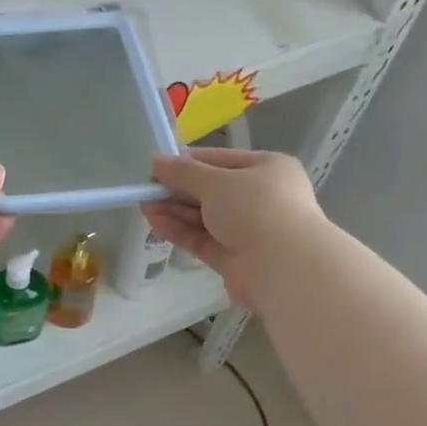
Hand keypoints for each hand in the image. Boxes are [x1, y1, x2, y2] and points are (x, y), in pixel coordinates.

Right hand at [142, 148, 323, 308]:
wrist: (282, 265)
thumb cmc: (255, 207)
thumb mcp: (216, 182)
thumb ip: (183, 173)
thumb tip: (156, 160)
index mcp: (267, 169)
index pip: (221, 161)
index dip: (189, 162)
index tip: (158, 166)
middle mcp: (260, 198)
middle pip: (211, 191)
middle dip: (178, 190)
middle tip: (147, 188)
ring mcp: (248, 230)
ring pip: (205, 217)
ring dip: (175, 210)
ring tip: (144, 205)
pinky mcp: (234, 259)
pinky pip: (203, 239)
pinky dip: (180, 230)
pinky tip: (155, 222)